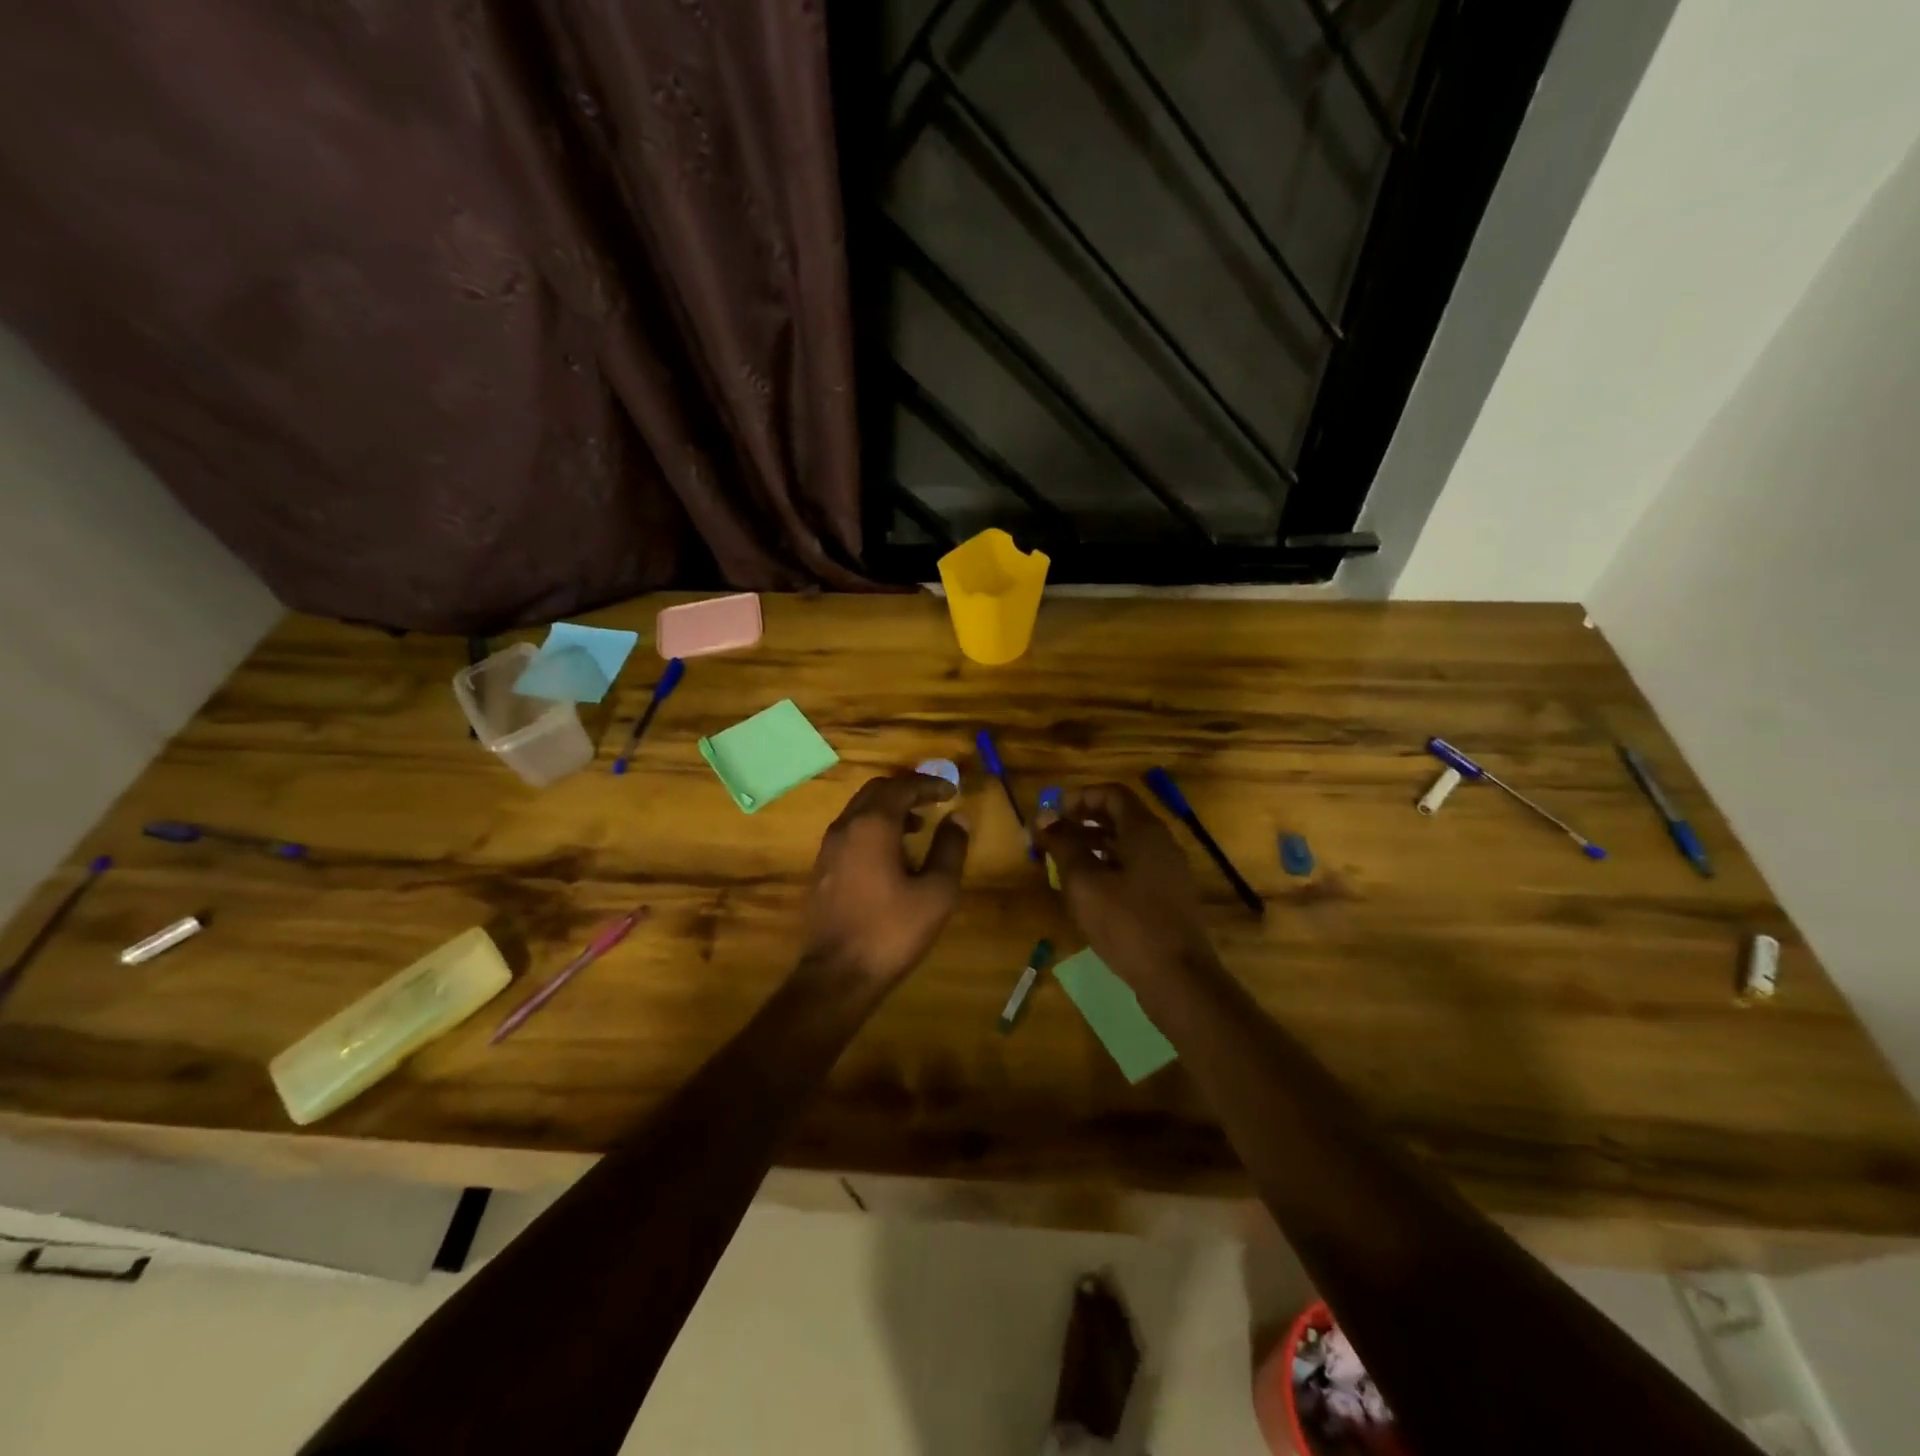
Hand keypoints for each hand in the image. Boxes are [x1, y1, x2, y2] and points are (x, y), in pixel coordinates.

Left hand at [801, 773, 970, 984]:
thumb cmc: (893, 930)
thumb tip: (958, 818)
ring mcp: (828, 848)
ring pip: (859, 811)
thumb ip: (950, 848)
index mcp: (872, 825)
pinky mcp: (822, 869)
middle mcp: (845, 827)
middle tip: (934, 800)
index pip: (902, 787)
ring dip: (889, 809)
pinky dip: (873, 828)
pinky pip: (850, 832)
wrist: (838, 975)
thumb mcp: (936, 891)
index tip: (952, 791)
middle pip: (876, 791)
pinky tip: (891, 855)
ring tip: (918, 827)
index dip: (929, 784)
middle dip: (907, 790)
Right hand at [1034, 783, 1219, 993]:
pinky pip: (1135, 868)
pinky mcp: (1168, 897)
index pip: (1112, 794)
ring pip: (1127, 845)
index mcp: (1144, 831)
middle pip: (1120, 817)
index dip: (1080, 797)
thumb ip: (1063, 845)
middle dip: (1083, 822)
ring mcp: (1168, 871)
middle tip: (1052, 837)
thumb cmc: (1127, 923)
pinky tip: (1088, 891)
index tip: (1052, 813)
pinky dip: (1109, 868)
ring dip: (1093, 846)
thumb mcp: (1085, 882)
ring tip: (1062, 864)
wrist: (1178, 978)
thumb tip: (1044, 817)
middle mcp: (1161, 843)